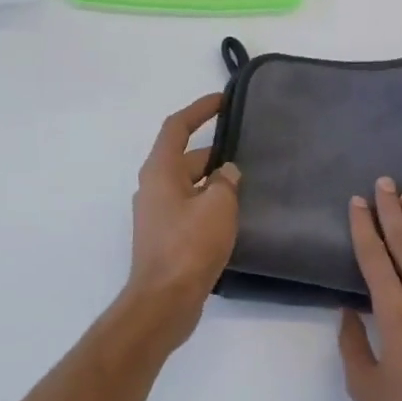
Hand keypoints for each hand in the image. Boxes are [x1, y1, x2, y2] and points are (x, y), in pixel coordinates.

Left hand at [123, 94, 240, 347]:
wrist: (164, 300)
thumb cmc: (189, 247)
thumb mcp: (218, 206)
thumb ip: (225, 181)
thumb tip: (226, 172)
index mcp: (160, 171)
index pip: (177, 127)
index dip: (200, 110)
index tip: (223, 100)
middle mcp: (153, 188)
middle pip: (184, 158)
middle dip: (214, 152)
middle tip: (248, 150)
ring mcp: (157, 214)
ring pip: (189, 185)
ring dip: (213, 181)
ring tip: (247, 182)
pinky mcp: (166, 237)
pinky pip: (190, 208)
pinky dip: (209, 203)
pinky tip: (234, 214)